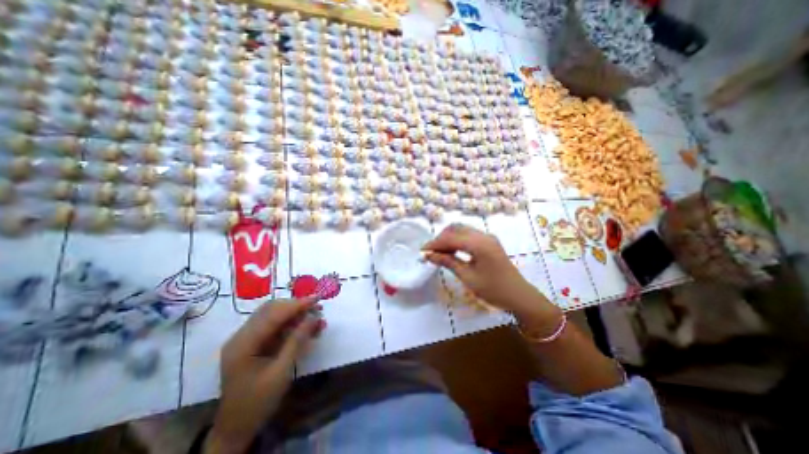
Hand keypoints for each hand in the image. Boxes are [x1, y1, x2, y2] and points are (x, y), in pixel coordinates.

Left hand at [206, 298, 324, 453]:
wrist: (236, 428)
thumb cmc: (258, 402)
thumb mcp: (281, 371)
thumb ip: (297, 341)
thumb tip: (313, 317)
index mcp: (243, 344)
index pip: (273, 315)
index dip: (296, 304)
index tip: (317, 298)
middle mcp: (241, 336)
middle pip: (271, 310)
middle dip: (296, 306)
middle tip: (318, 307)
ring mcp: (245, 339)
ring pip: (273, 315)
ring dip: (295, 314)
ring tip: (315, 317)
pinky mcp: (252, 343)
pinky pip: (274, 325)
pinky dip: (291, 323)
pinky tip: (305, 327)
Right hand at [424, 223, 534, 310]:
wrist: (519, 296)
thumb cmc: (493, 289)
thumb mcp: (468, 277)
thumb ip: (448, 262)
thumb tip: (429, 255)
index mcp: (479, 244)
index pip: (451, 238)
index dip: (435, 243)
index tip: (423, 251)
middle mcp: (484, 235)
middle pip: (456, 229)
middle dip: (441, 239)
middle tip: (430, 252)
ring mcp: (488, 237)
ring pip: (462, 230)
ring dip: (448, 238)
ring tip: (438, 252)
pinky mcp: (489, 242)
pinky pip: (469, 235)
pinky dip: (457, 240)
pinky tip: (451, 250)